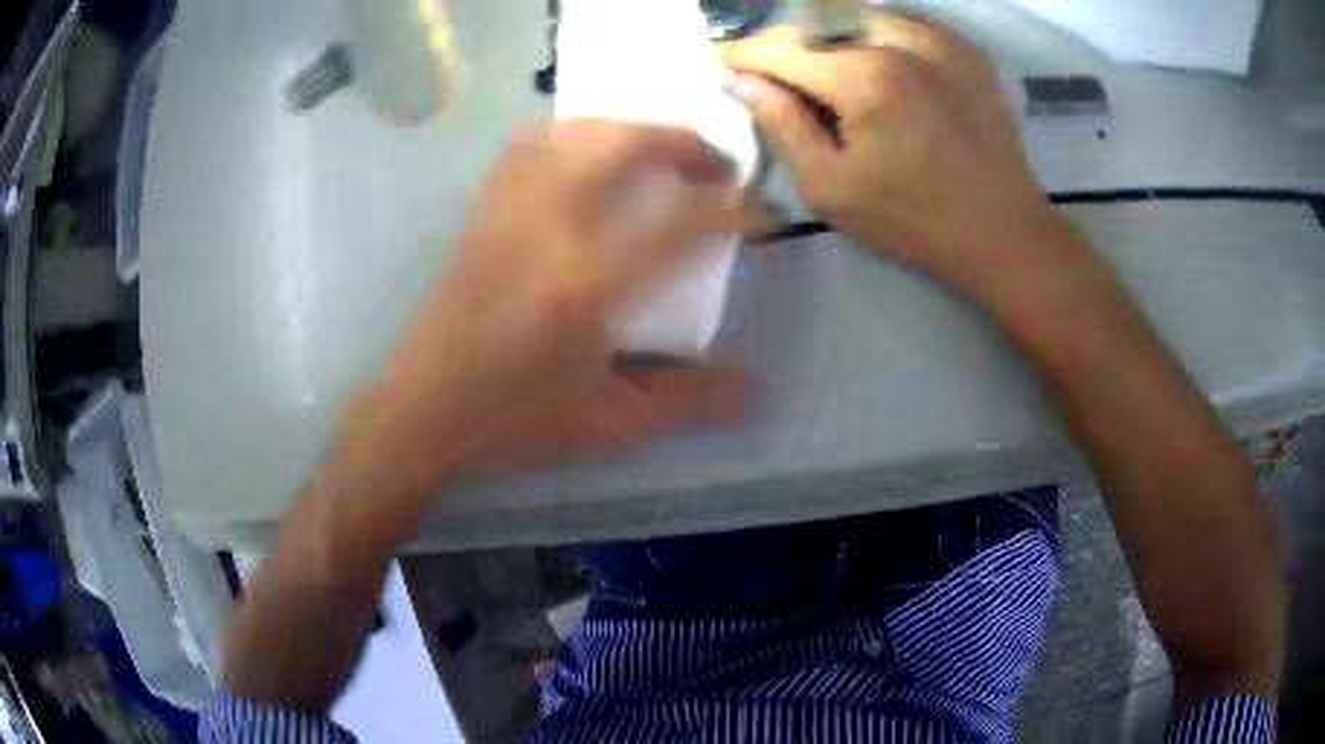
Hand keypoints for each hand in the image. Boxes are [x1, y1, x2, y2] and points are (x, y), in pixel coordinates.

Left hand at [337, 120, 761, 488]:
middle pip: (625, 146)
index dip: (733, 210)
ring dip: (632, 128)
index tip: (760, 213)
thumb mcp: (610, 423)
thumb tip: (752, 388)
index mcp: (589, 283)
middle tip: (717, 165)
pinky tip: (588, 151)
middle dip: (684, 143)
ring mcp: (510, 211)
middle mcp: (550, 228)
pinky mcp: (483, 211)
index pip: (681, 221)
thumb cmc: (514, 421)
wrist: (423, 409)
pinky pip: (530, 145)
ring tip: (660, 149)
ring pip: (576, 132)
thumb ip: (687, 399)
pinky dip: (573, 133)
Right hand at [723, 17, 1078, 298]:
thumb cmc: (915, 220)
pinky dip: (873, 31)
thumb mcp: (833, 188)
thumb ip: (783, 125)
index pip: (781, 47)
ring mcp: (939, 39)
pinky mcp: (965, 48)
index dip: (744, 54)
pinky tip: (872, 59)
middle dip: (785, 42)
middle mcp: (899, 42)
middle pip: (818, 21)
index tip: (725, 63)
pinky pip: (903, 20)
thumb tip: (741, 82)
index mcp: (863, 78)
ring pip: (859, 13)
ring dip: (828, 32)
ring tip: (822, 64)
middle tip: (773, 70)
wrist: (1004, 230)